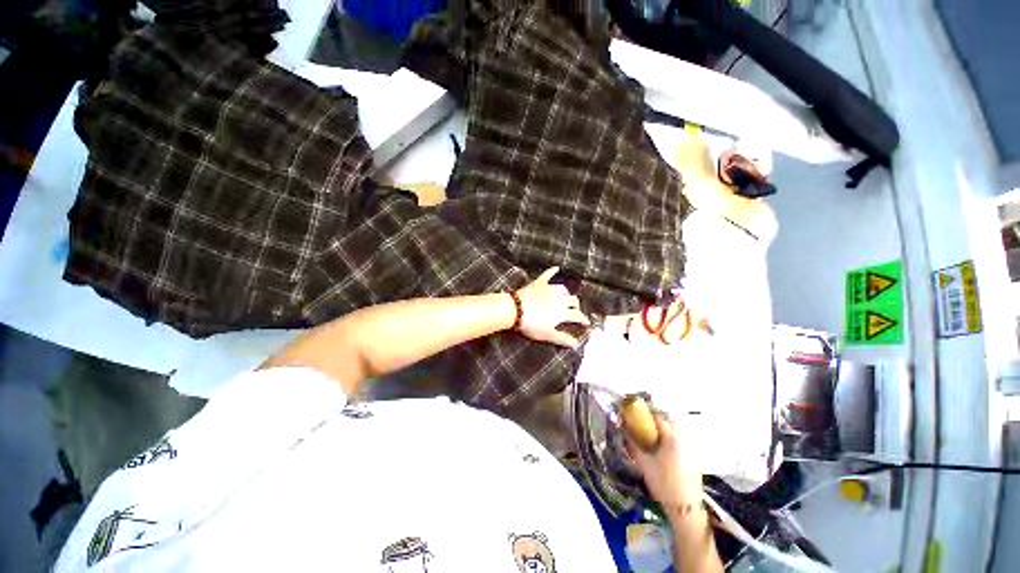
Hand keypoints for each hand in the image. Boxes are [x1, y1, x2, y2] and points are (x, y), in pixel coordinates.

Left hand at [515, 267, 590, 347]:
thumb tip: (577, 344)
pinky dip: (552, 271)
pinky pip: (547, 275)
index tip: (587, 323)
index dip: (583, 320)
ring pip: (563, 288)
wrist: (515, 309)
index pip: (577, 315)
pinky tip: (557, 267)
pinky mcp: (539, 283)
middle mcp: (559, 298)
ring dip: (566, 293)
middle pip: (573, 300)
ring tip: (565, 297)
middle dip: (576, 306)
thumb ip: (563, 338)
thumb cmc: (531, 324)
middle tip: (575, 310)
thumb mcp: (548, 334)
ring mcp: (549, 289)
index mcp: (562, 312)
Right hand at [626, 414, 703, 518]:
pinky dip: (670, 439)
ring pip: (675, 431)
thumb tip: (621, 427)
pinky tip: (661, 450)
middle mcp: (683, 438)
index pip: (658, 415)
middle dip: (654, 419)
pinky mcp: (693, 459)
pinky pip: (680, 441)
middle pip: (669, 420)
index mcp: (671, 436)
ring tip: (649, 436)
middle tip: (641, 423)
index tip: (634, 412)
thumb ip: (632, 442)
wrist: (685, 508)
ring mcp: (691, 449)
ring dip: (663, 429)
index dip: (645, 411)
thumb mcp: (643, 462)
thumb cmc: (663, 482)